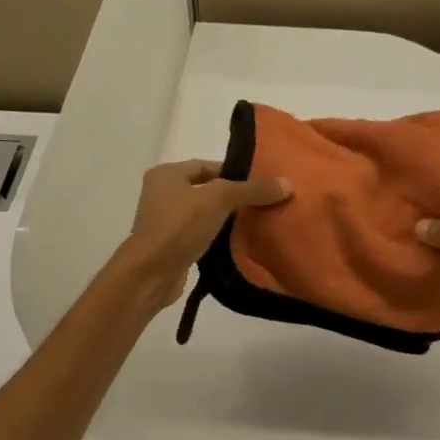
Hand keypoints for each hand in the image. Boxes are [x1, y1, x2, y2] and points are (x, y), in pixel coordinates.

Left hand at [115, 159, 290, 311]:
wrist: (151, 273)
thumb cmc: (180, 226)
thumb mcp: (219, 199)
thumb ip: (252, 190)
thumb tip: (287, 184)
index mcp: (167, 174)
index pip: (207, 166)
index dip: (235, 173)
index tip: (261, 184)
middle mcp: (162, 194)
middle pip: (206, 191)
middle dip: (233, 198)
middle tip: (263, 204)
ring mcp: (165, 223)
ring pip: (204, 216)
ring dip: (225, 221)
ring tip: (256, 224)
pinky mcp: (172, 248)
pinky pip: (200, 238)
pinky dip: (216, 240)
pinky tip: (237, 245)